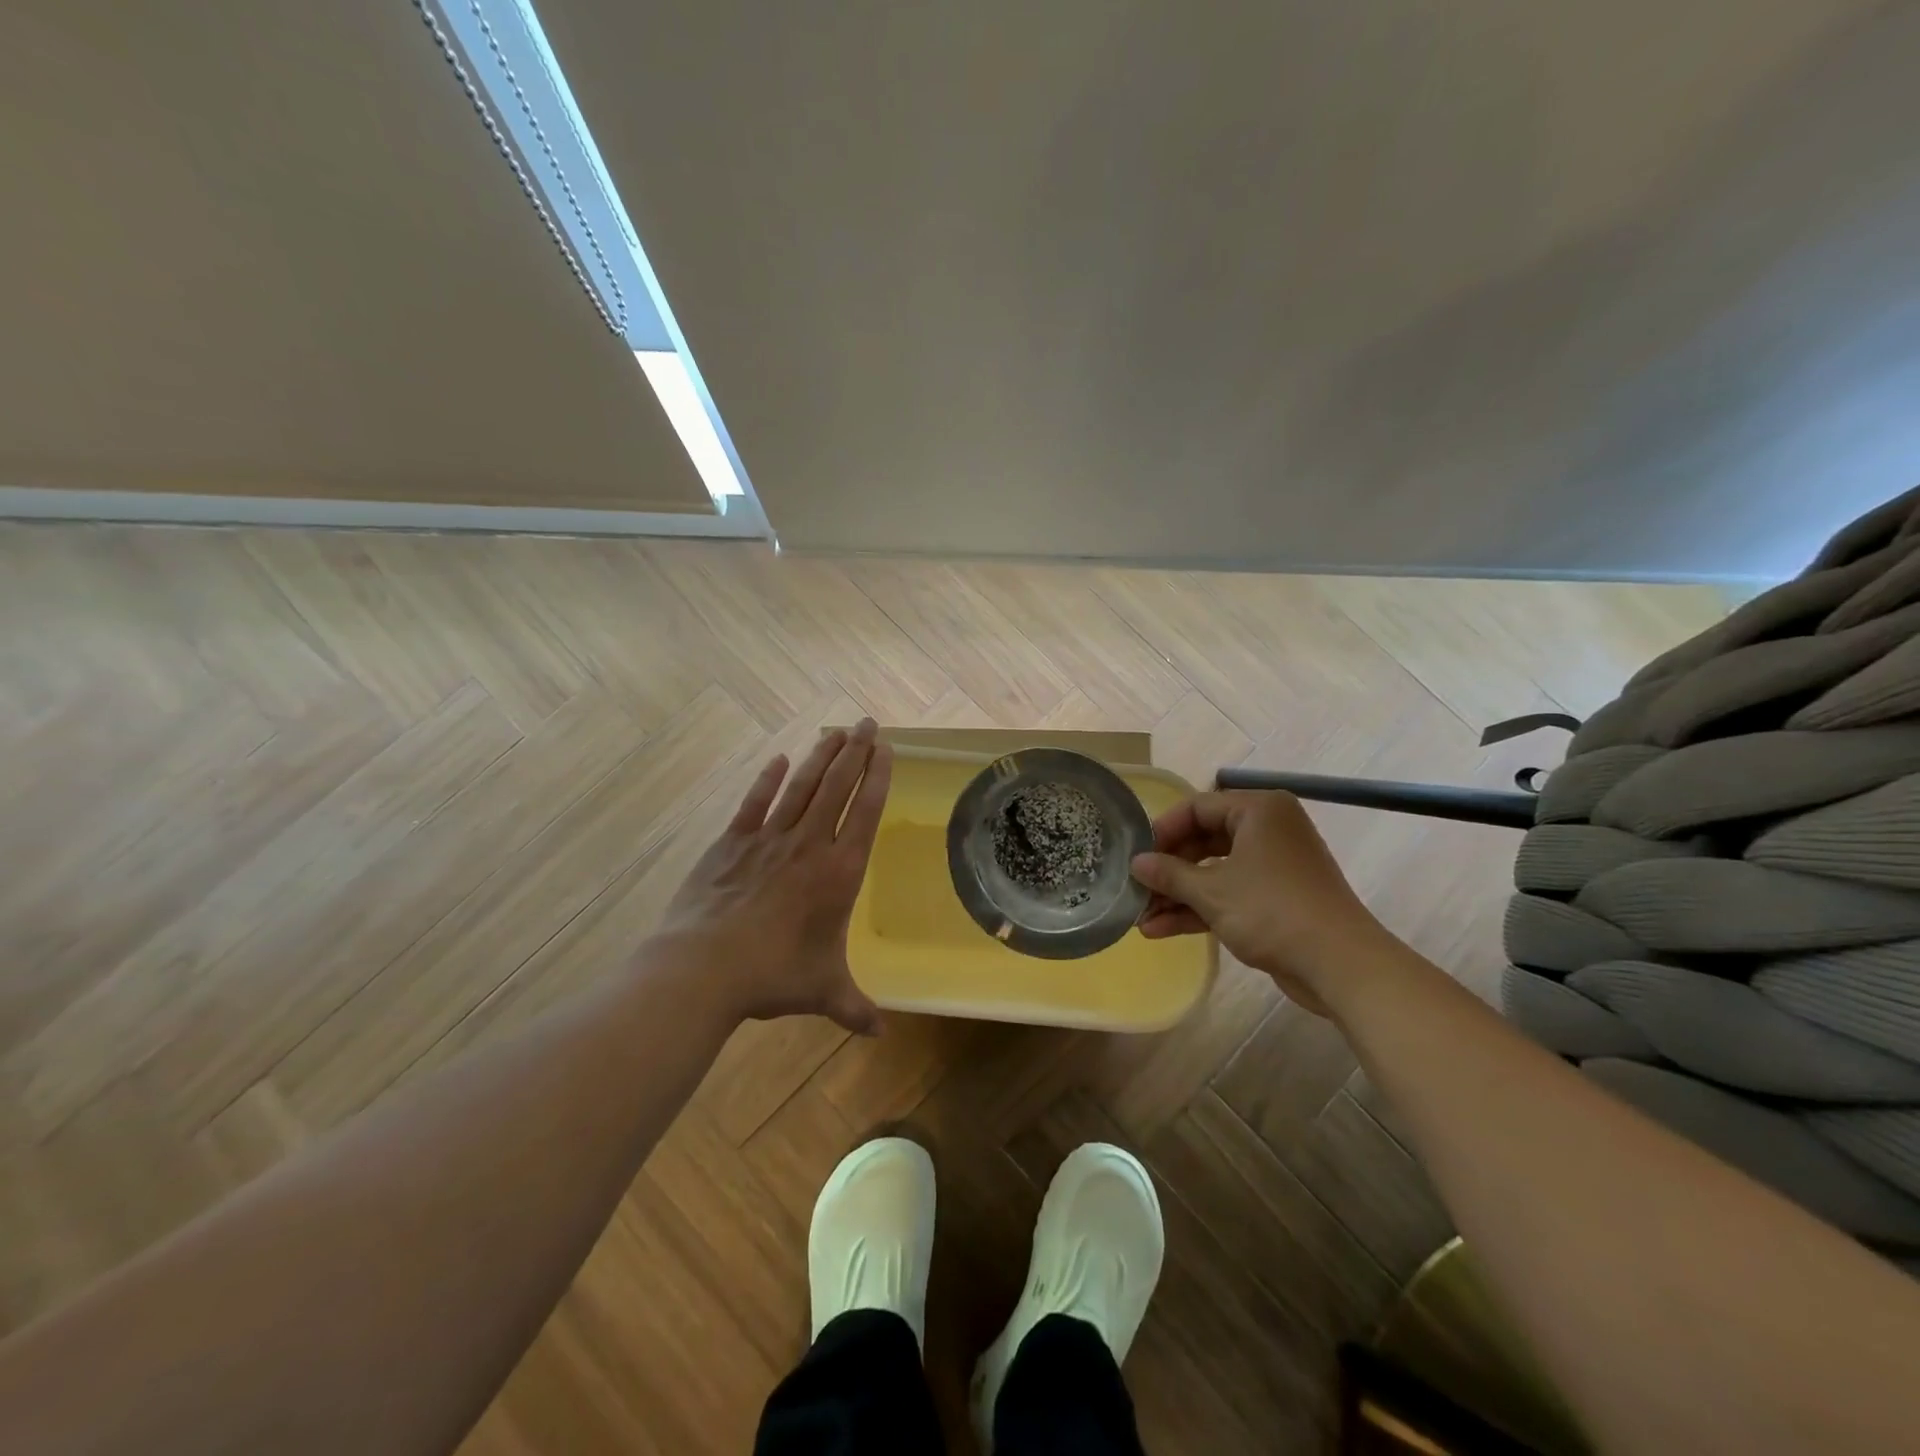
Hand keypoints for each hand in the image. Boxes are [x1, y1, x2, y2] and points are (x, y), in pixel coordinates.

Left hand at [653, 719, 892, 1034]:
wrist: (703, 968)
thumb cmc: (773, 975)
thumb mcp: (822, 991)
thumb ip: (853, 1007)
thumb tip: (878, 1033)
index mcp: (838, 872)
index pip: (865, 812)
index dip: (878, 777)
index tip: (886, 749)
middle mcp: (809, 845)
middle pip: (838, 787)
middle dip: (856, 752)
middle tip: (868, 723)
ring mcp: (768, 839)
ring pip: (802, 786)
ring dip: (821, 756)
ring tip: (836, 730)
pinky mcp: (731, 842)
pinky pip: (756, 802)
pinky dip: (769, 779)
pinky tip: (780, 760)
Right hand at [1129, 790, 1388, 1013]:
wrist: (1340, 965)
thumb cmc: (1272, 912)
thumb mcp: (1212, 892)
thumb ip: (1169, 874)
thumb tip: (1136, 863)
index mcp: (1258, 810)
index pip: (1197, 807)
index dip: (1163, 831)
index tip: (1137, 856)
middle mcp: (1268, 829)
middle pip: (1203, 840)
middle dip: (1168, 870)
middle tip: (1138, 889)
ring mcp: (1273, 865)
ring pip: (1214, 871)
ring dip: (1178, 895)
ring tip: (1142, 918)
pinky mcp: (1276, 898)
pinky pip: (1230, 893)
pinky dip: (1200, 909)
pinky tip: (1162, 930)